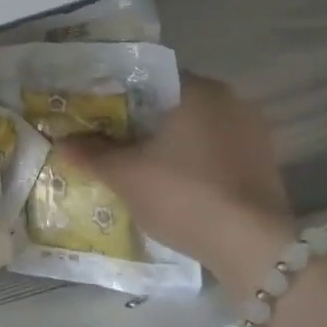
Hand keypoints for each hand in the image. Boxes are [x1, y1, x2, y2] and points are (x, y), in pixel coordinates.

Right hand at [58, 74, 295, 290]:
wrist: (252, 247)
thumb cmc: (184, 195)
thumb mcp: (125, 175)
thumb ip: (91, 154)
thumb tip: (62, 142)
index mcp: (198, 90)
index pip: (147, 79)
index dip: (117, 95)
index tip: (95, 115)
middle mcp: (231, 100)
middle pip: (172, 103)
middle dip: (141, 121)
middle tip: (109, 141)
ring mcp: (253, 132)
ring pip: (196, 128)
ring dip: (168, 142)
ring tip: (137, 164)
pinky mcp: (264, 162)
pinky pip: (216, 150)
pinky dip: (193, 161)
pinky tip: (173, 182)